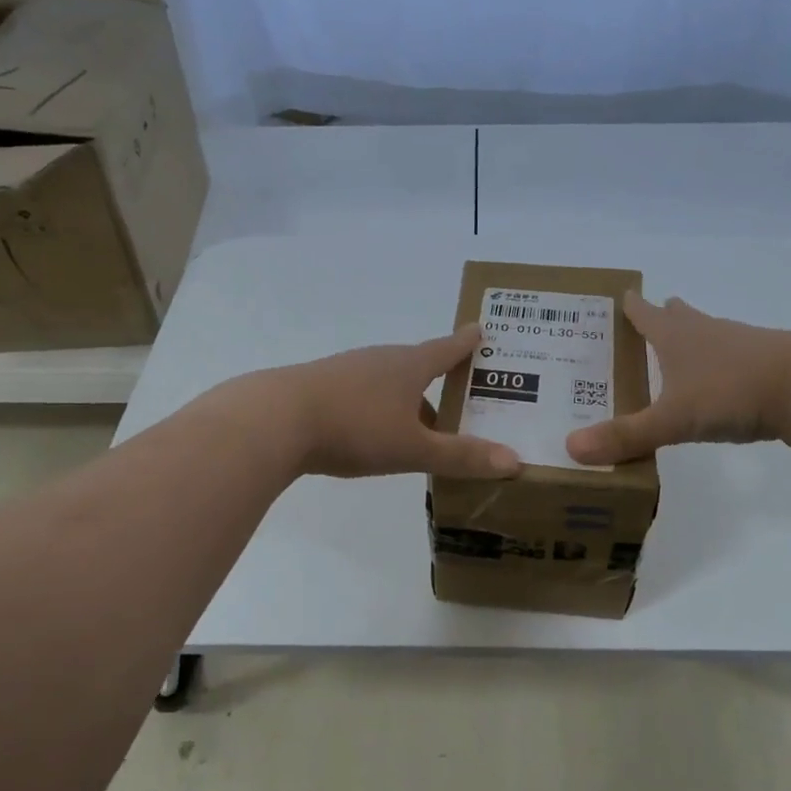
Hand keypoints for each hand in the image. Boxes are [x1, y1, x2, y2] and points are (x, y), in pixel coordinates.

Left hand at [256, 325, 522, 479]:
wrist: (275, 420)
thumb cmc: (355, 427)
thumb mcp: (413, 448)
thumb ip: (461, 457)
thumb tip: (515, 461)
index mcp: (409, 365)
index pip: (447, 348)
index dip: (467, 343)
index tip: (481, 329)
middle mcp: (380, 360)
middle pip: (419, 366)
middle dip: (440, 380)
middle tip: (462, 397)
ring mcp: (348, 370)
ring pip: (389, 382)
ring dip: (408, 399)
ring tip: (422, 427)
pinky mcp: (321, 387)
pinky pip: (363, 394)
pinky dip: (379, 408)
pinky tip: (373, 432)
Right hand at [566, 292, 790, 464]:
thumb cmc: (734, 391)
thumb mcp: (673, 418)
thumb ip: (626, 436)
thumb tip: (570, 449)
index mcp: (677, 337)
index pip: (645, 314)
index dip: (631, 306)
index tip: (620, 294)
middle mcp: (708, 334)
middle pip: (680, 318)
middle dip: (662, 317)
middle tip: (646, 317)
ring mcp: (742, 347)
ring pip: (710, 336)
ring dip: (693, 339)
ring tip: (679, 350)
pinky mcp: (769, 368)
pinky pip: (733, 361)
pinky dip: (719, 366)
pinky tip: (720, 385)